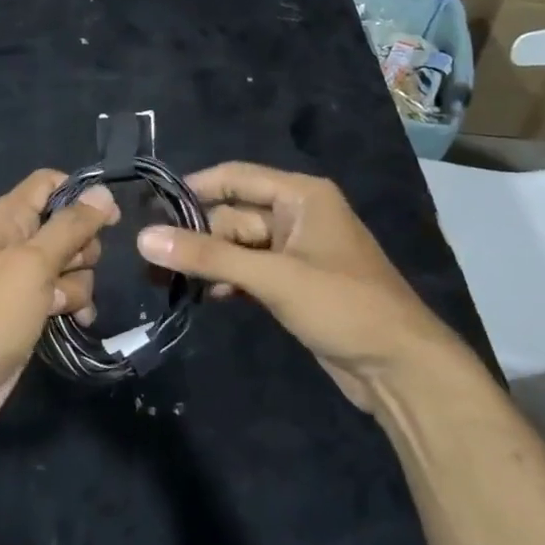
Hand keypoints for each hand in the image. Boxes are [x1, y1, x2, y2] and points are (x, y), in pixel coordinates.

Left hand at [0, 170, 118, 450]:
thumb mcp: (31, 264)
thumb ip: (70, 227)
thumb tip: (104, 192)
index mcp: (7, 218)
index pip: (50, 183)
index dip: (82, 195)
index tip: (111, 219)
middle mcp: (14, 243)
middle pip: (68, 227)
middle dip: (83, 249)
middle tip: (66, 271)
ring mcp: (20, 281)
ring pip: (71, 266)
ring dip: (78, 285)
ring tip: (59, 308)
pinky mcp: (27, 314)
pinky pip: (63, 298)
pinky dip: (74, 308)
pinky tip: (77, 323)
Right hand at [135, 162, 465, 409]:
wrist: (400, 368)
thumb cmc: (342, 306)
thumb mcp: (272, 276)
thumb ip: (208, 256)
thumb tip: (144, 237)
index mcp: (301, 196)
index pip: (234, 177)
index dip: (192, 189)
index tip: (150, 209)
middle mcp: (297, 216)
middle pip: (233, 215)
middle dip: (196, 236)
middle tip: (151, 260)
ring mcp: (296, 252)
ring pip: (238, 246)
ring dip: (208, 261)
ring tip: (162, 280)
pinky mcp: (293, 284)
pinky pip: (249, 271)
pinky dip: (226, 280)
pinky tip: (201, 297)